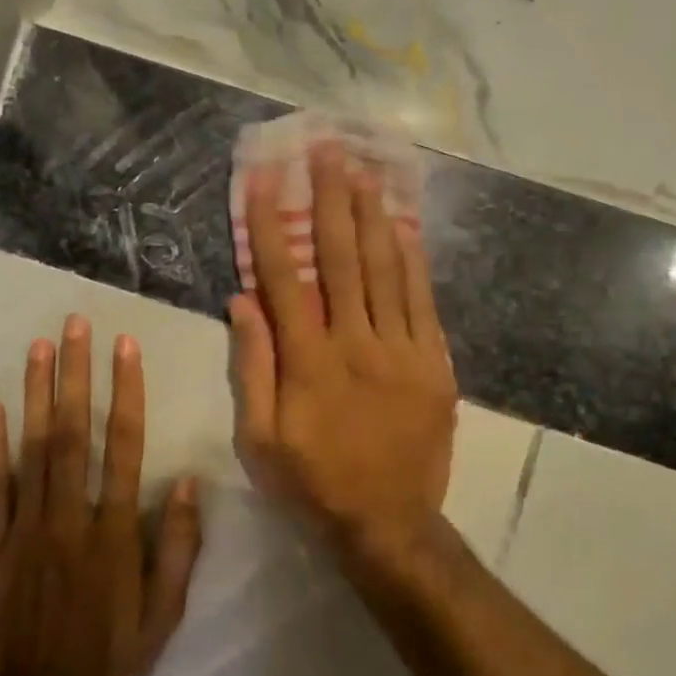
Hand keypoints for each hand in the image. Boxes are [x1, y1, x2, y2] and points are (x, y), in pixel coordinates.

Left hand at [0, 315, 203, 675]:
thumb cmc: (113, 657)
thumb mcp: (165, 612)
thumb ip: (177, 546)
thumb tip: (185, 482)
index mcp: (114, 533)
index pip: (124, 447)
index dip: (126, 393)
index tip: (126, 349)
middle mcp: (70, 519)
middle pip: (74, 434)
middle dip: (76, 375)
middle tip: (76, 326)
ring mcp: (26, 530)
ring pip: (33, 450)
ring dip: (38, 395)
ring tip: (40, 347)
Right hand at [229, 142, 458, 566]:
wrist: (389, 523)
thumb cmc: (314, 483)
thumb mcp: (261, 439)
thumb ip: (253, 367)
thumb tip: (241, 301)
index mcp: (309, 361)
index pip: (284, 278)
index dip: (270, 225)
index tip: (263, 180)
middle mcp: (356, 343)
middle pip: (343, 259)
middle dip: (331, 200)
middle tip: (327, 151)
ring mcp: (402, 351)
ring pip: (386, 270)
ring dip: (373, 217)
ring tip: (364, 172)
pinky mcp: (434, 364)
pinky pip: (423, 302)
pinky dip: (413, 261)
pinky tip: (405, 227)